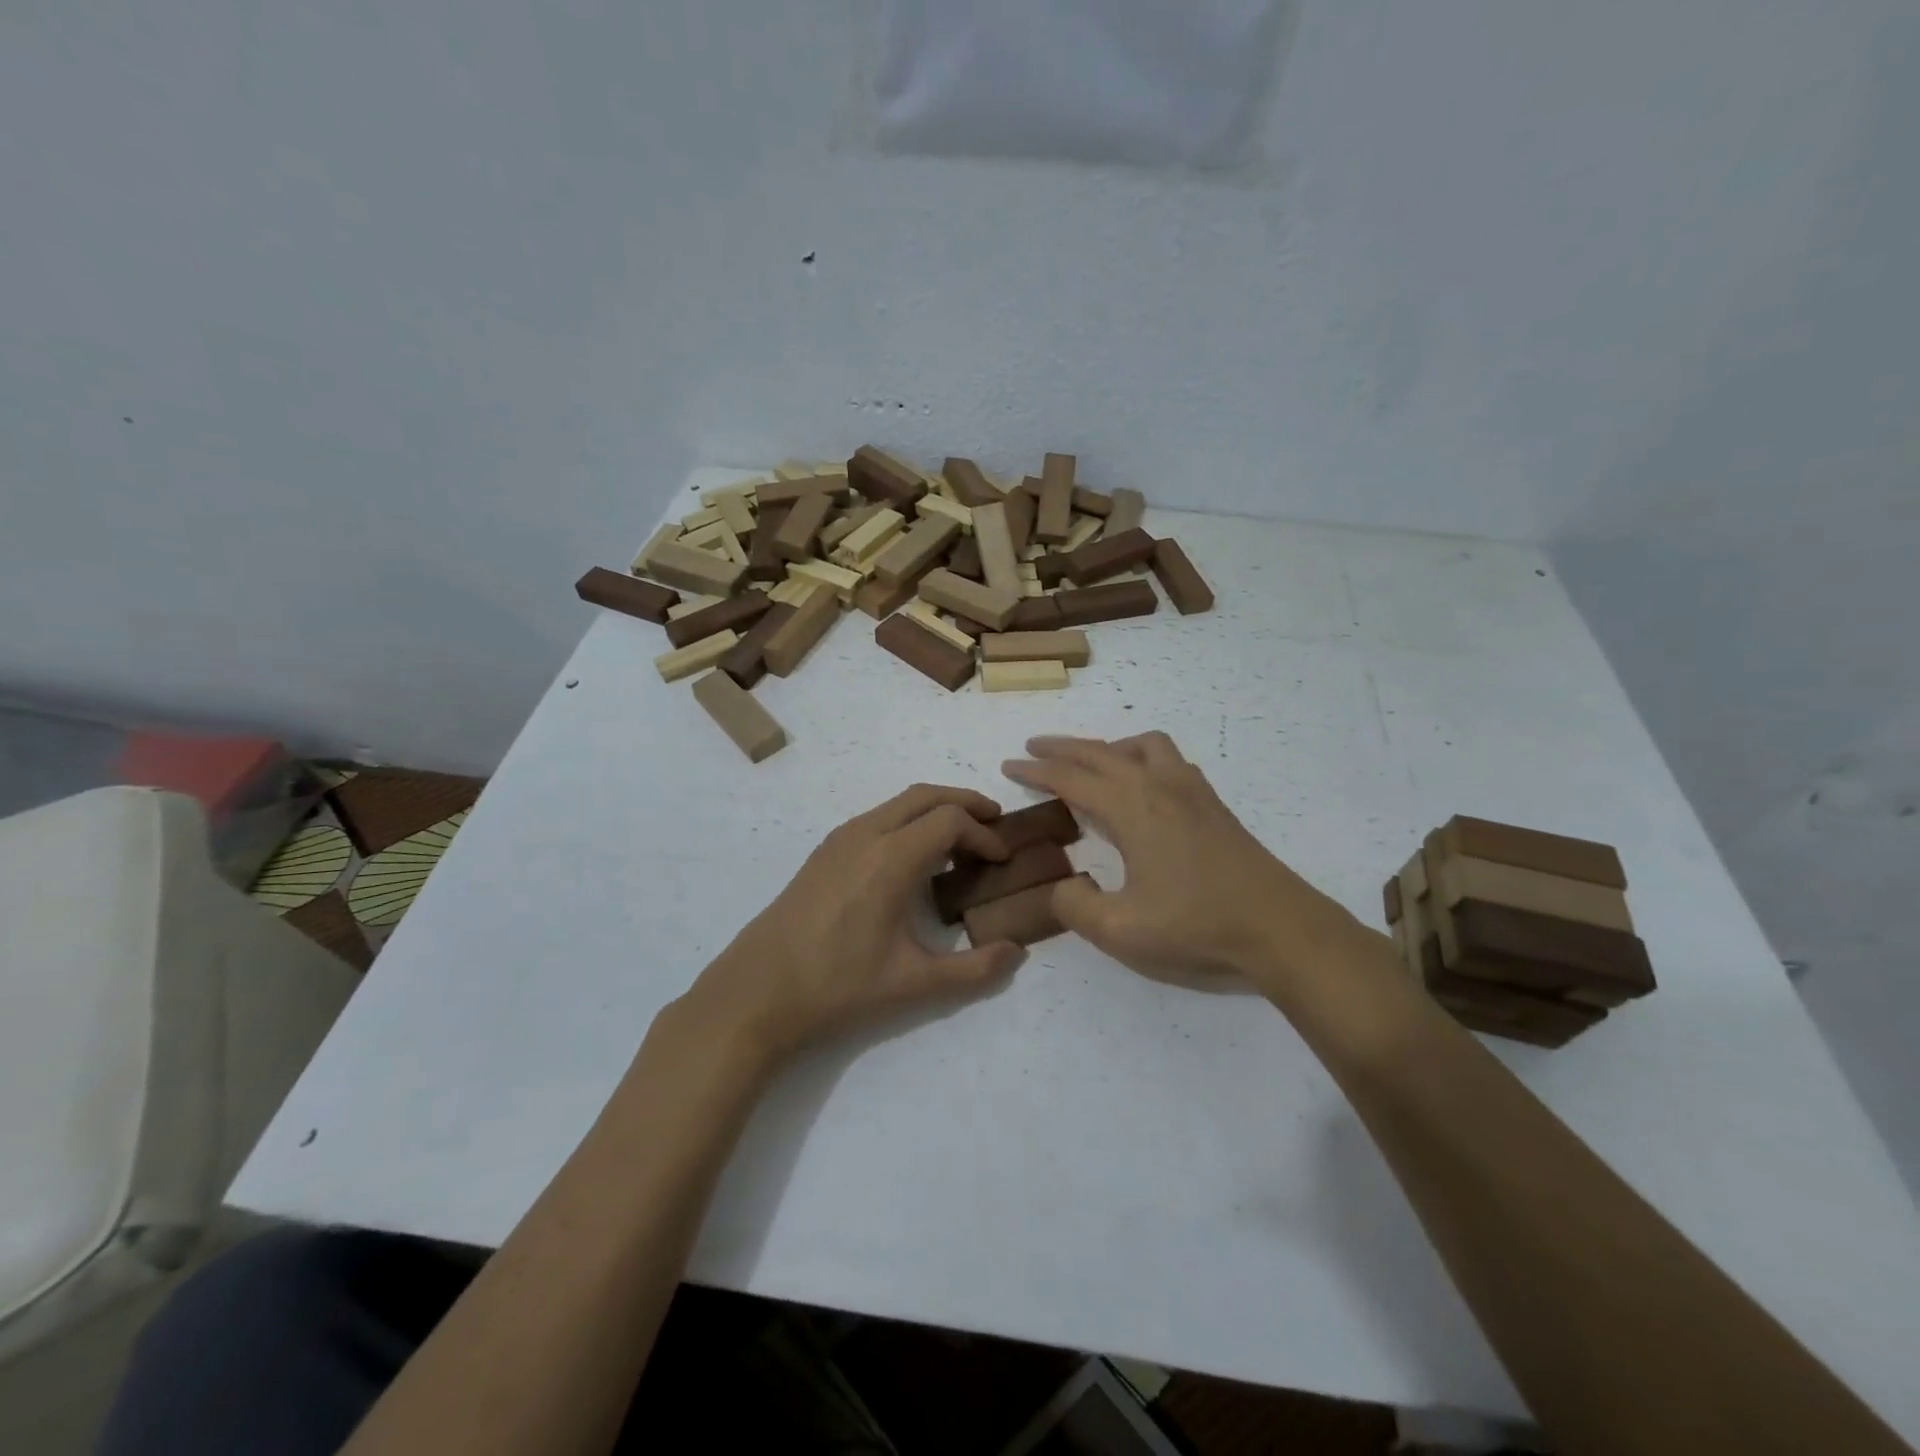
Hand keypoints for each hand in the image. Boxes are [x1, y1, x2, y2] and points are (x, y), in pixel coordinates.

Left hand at [677, 785, 1026, 1060]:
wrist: (757, 992)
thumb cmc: (838, 986)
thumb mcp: (914, 984)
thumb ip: (974, 970)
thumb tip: (1018, 953)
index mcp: (891, 858)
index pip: (951, 820)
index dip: (984, 833)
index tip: (1002, 860)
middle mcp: (866, 834)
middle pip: (925, 795)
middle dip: (964, 803)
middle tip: (994, 823)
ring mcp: (839, 840)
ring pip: (898, 803)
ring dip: (934, 810)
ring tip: (959, 840)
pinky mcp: (823, 853)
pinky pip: (877, 818)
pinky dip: (908, 822)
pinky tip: (913, 860)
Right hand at [1003, 734, 1355, 995]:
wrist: (1281, 929)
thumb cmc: (1197, 927)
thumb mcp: (1120, 930)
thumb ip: (1074, 906)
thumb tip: (1062, 886)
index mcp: (1132, 807)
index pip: (1071, 778)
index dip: (1036, 771)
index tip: (1008, 766)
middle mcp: (1159, 786)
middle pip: (1101, 752)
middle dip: (1062, 749)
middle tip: (1032, 750)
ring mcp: (1191, 792)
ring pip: (1142, 746)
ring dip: (1108, 747)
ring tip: (1090, 763)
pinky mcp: (1213, 806)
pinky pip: (1168, 760)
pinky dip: (1141, 758)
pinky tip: (1143, 786)